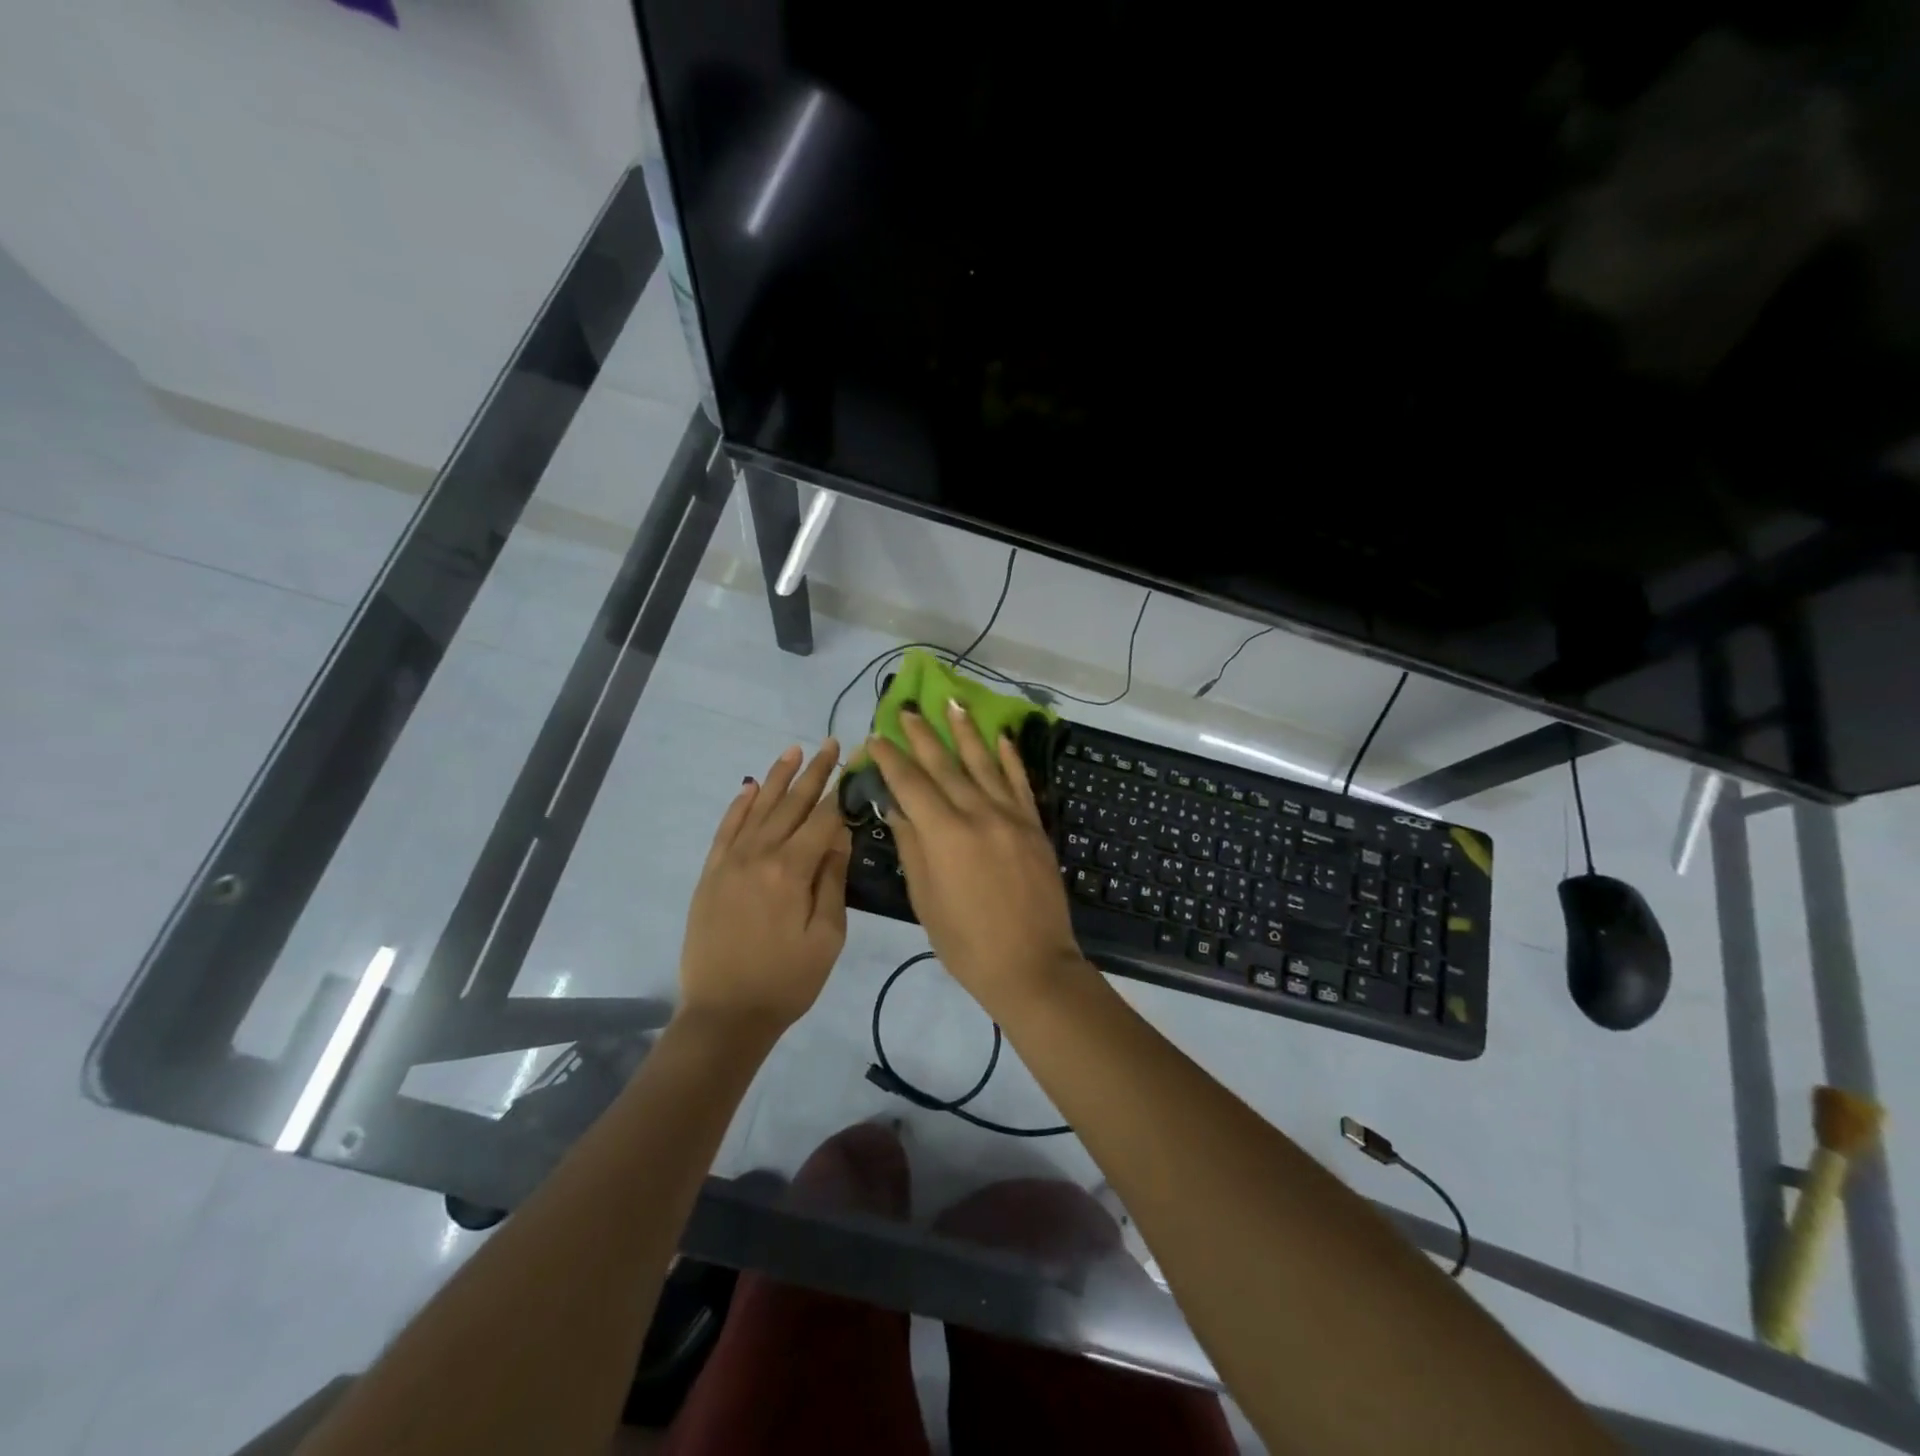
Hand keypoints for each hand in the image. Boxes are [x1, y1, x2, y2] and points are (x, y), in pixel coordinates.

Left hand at [678, 741, 851, 1033]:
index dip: (844, 789)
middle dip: (815, 772)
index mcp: (791, 870)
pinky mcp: (711, 874)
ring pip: (758, 808)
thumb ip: (832, 881)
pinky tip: (750, 787)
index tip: (859, 762)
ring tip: (795, 750)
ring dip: (778, 777)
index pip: (824, 818)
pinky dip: (739, 805)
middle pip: (792, 804)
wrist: (725, 1015)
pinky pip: (726, 829)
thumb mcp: (827, 937)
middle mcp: (759, 854)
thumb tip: (840, 835)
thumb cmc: (787, 981)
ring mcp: (730, 862)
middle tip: (831, 744)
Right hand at [867, 704, 1088, 1016]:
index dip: (890, 759)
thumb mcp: (925, 898)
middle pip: (944, 765)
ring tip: (952, 703)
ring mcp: (1011, 816)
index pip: (911, 784)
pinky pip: (1019, 783)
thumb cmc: (966, 942)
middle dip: (922, 735)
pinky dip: (1009, 758)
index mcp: (944, 834)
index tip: (875, 737)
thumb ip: (912, 846)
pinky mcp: (1034, 825)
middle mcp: (978, 814)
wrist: (1031, 965)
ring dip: (966, 732)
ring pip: (984, 764)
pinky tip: (1000, 738)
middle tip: (906, 708)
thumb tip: (895, 807)